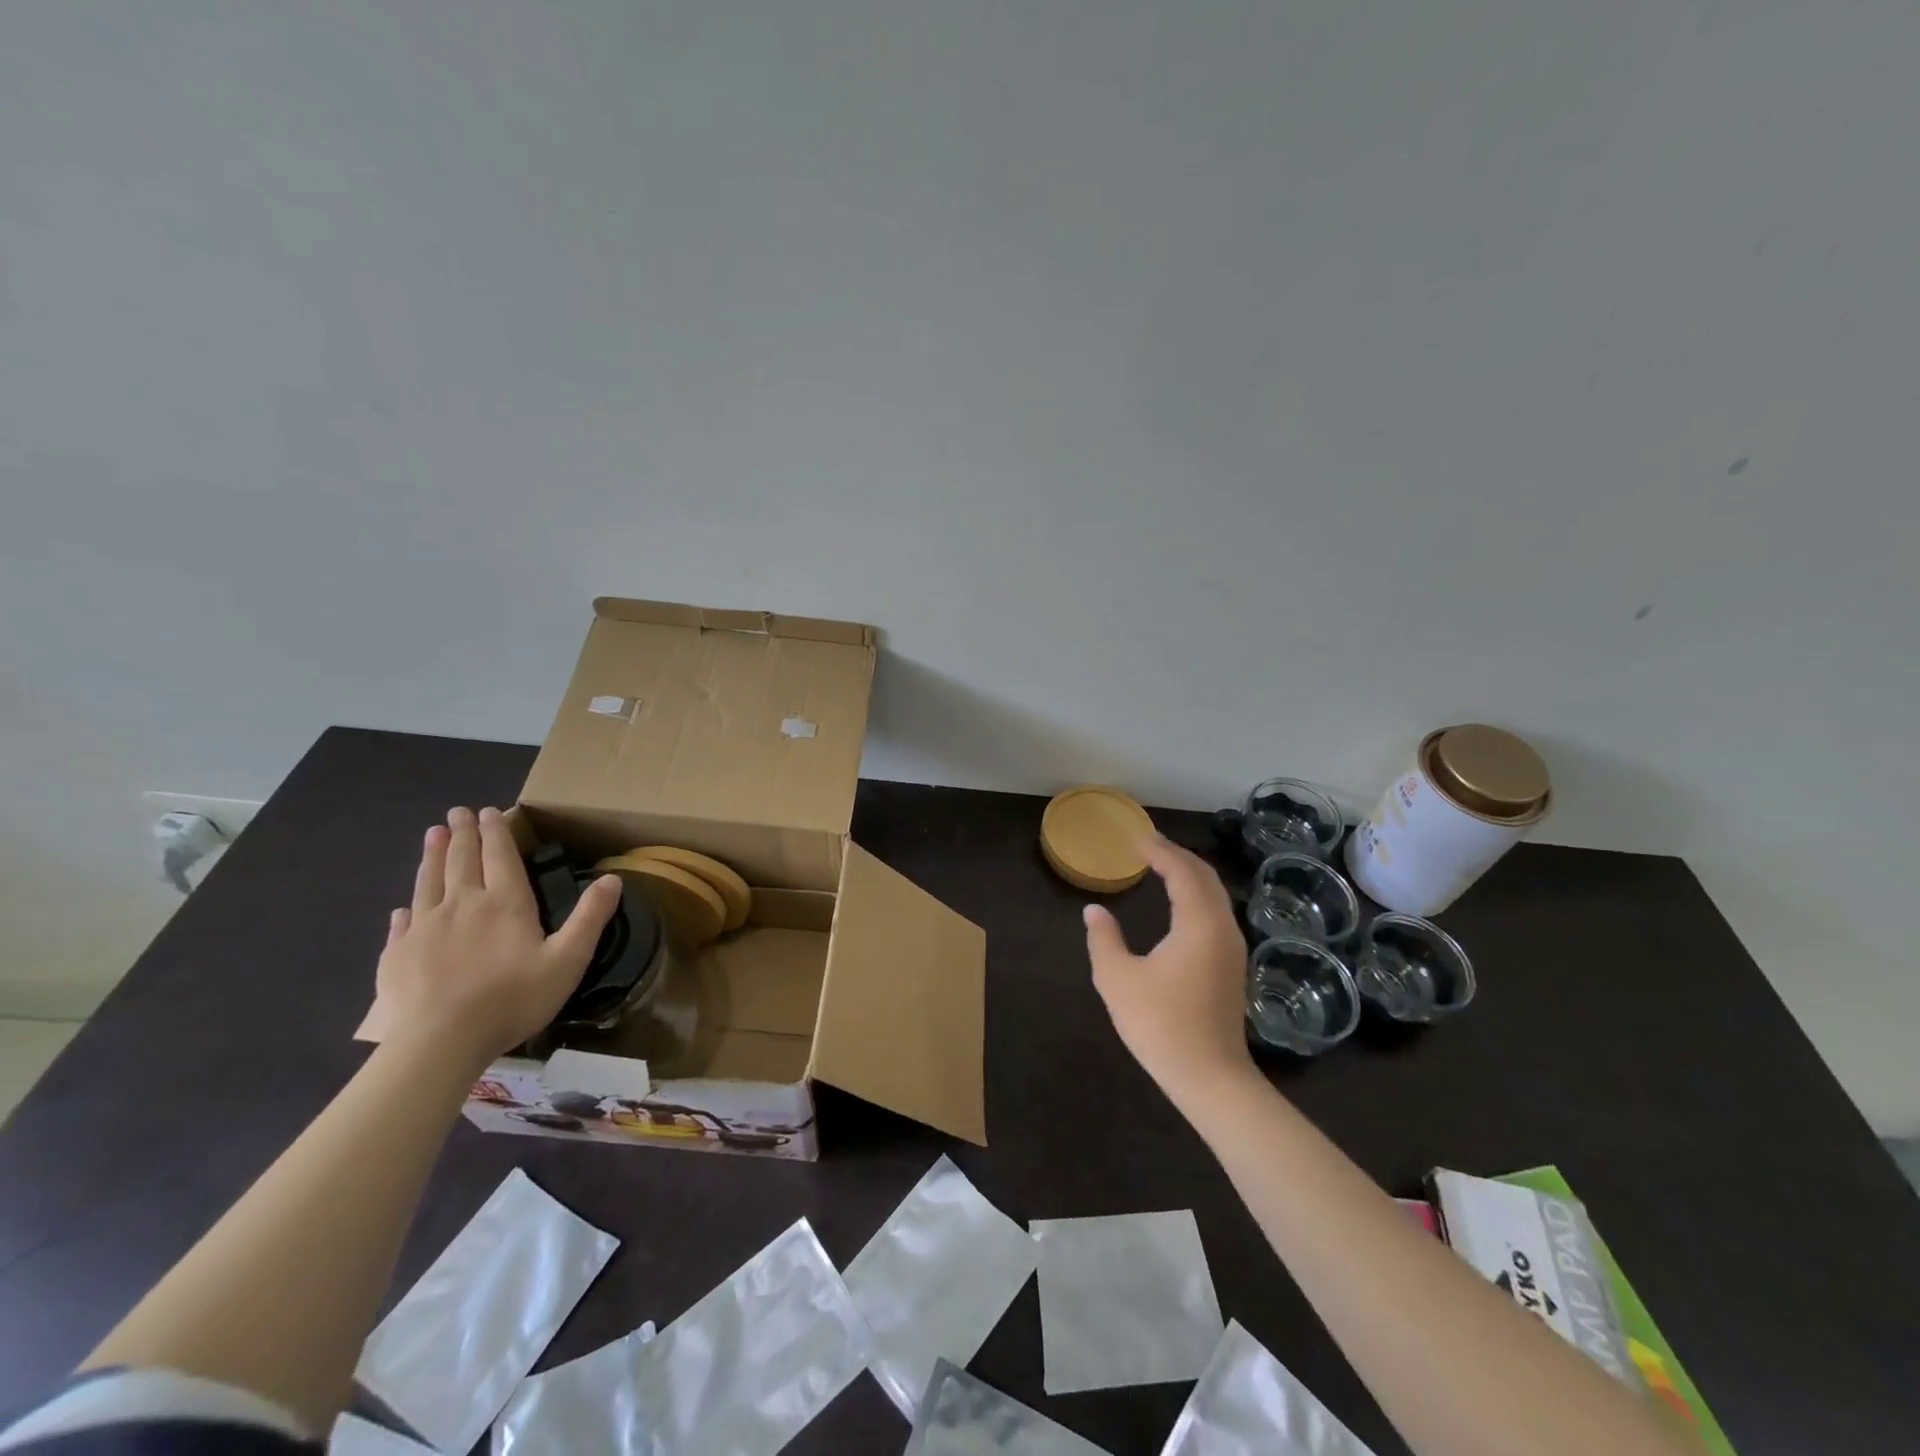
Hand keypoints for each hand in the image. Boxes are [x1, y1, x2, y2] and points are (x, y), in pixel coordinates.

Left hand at [376, 807, 621, 1066]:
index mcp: (504, 903)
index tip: (489, 810)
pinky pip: (401, 923)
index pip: (500, 856)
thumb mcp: (568, 959)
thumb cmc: (512, 999)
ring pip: (428, 882)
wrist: (440, 1043)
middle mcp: (462, 905)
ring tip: (432, 835)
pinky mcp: (397, 955)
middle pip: (461, 860)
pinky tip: (404, 907)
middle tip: (457, 813)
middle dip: (461, 834)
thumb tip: (613, 878)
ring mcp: (424, 929)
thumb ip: (590, 917)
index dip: (496, 831)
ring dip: (432, 856)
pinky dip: (406, 908)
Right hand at [1084, 836, 1255, 1107]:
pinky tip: (1177, 903)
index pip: (1181, 871)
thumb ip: (1104, 938)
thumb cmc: (1161, 1025)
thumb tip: (1094, 910)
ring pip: (1214, 895)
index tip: (1135, 838)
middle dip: (1177, 855)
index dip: (1158, 851)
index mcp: (1198, 924)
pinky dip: (1196, 895)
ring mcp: (1232, 948)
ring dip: (1189, 874)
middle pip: (1204, 877)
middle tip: (1148, 845)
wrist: (1210, 1078)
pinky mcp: (1232, 965)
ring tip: (1160, 866)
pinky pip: (1215, 912)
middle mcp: (1222, 928)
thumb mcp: (1118, 979)